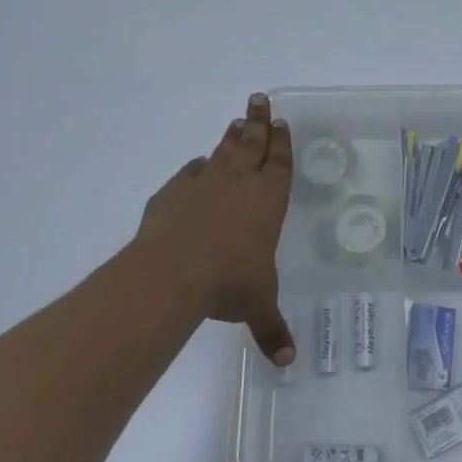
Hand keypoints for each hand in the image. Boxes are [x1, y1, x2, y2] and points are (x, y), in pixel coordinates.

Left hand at [137, 93, 296, 364]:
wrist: (173, 272)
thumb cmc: (229, 282)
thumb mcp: (257, 306)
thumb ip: (272, 329)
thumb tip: (288, 362)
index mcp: (267, 201)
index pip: (279, 163)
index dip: (281, 143)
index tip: (280, 121)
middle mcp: (238, 184)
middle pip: (252, 144)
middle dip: (258, 122)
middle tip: (260, 99)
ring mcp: (203, 183)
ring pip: (222, 151)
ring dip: (231, 137)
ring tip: (236, 121)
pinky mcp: (172, 192)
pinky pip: (189, 173)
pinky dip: (196, 168)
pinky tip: (197, 166)